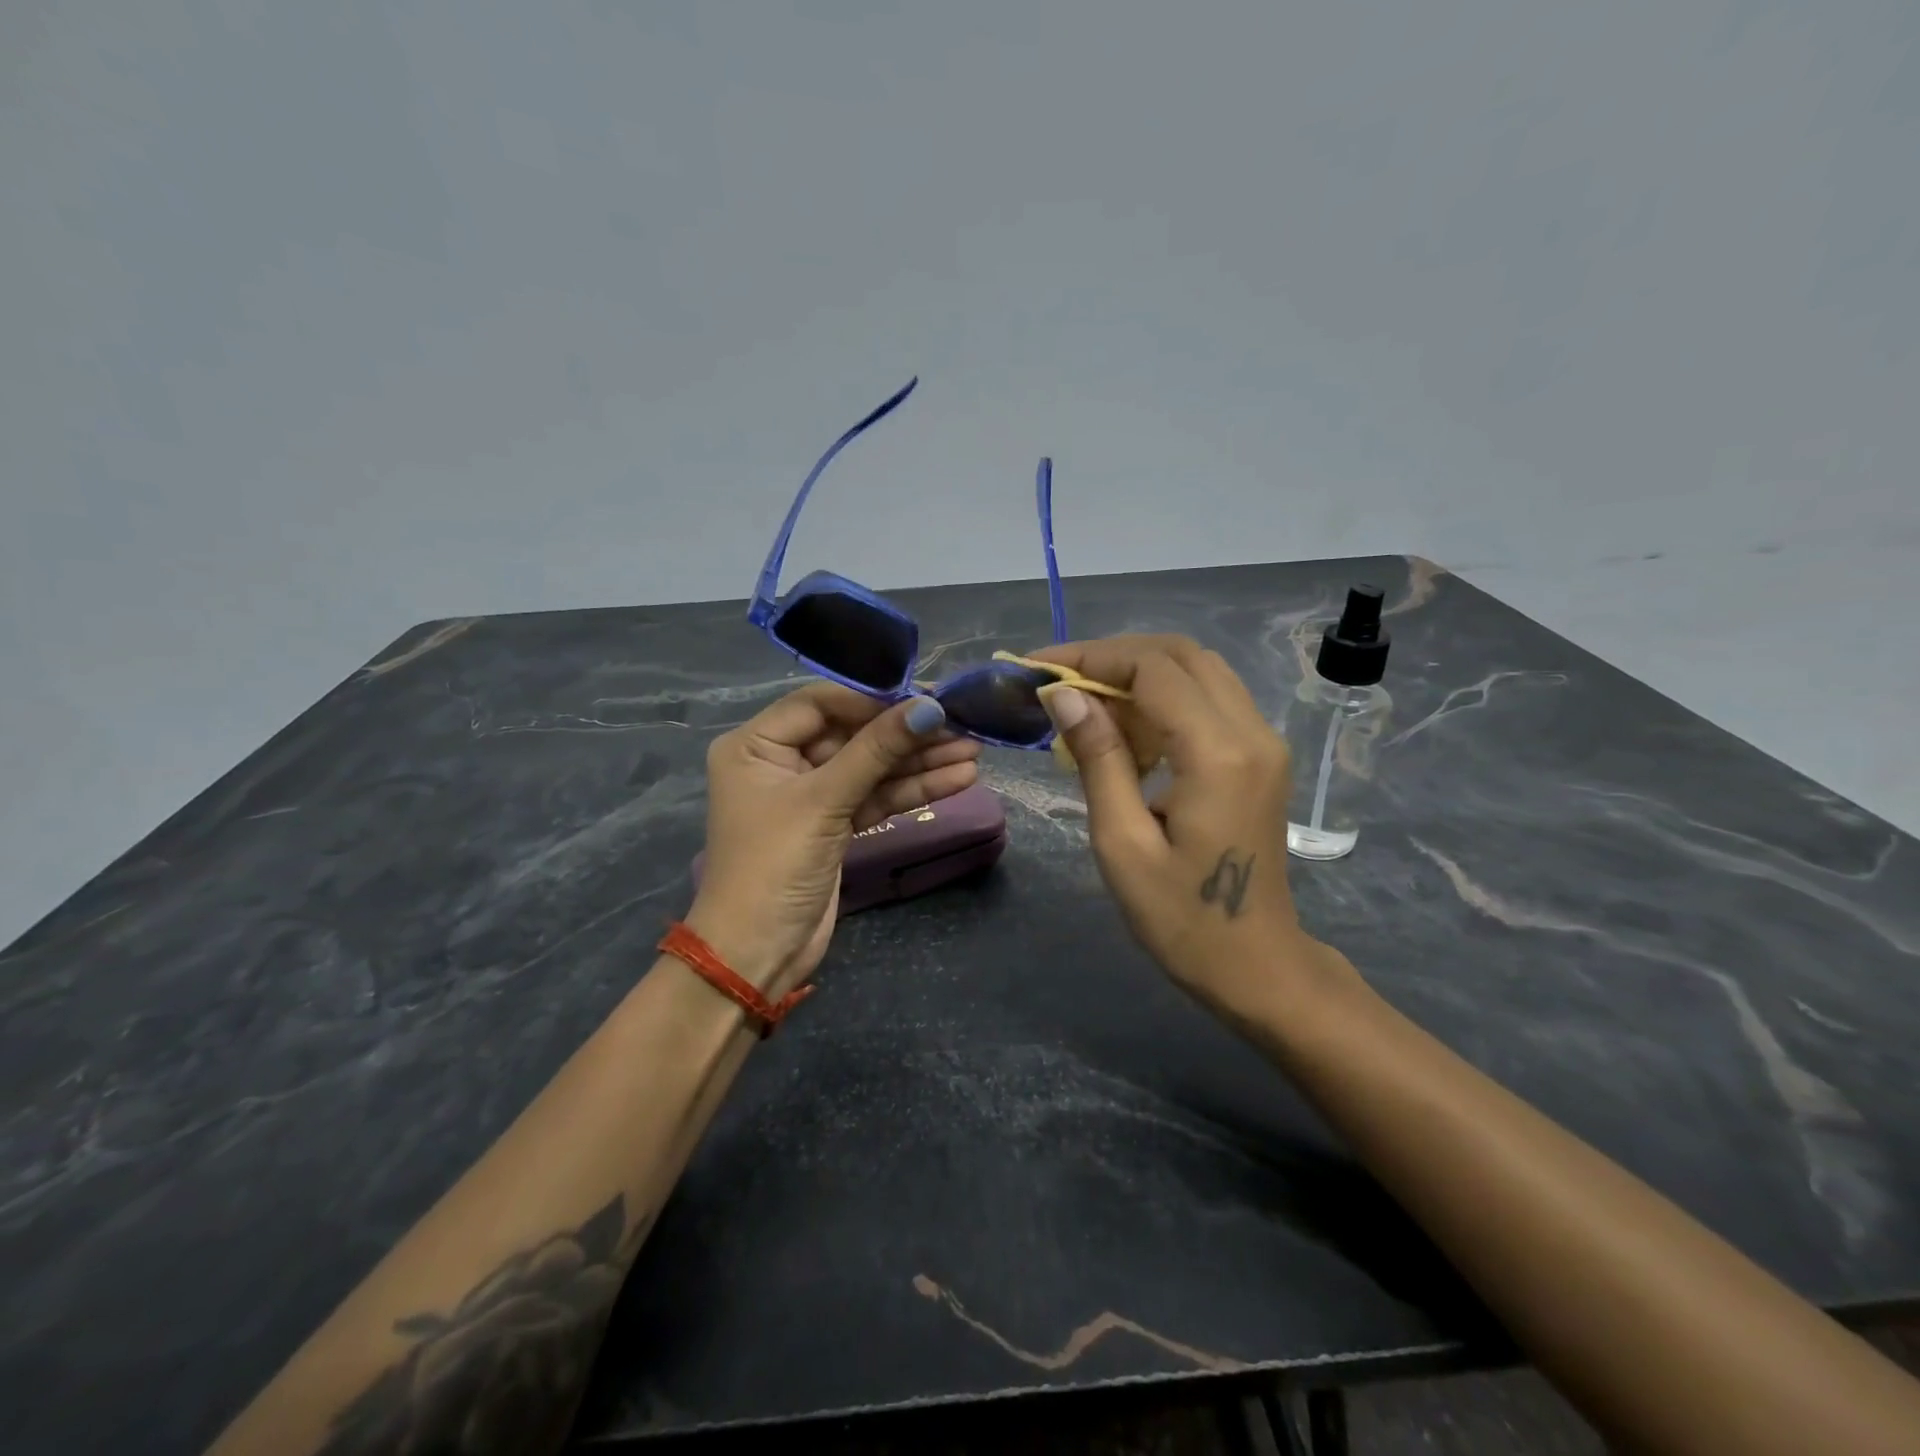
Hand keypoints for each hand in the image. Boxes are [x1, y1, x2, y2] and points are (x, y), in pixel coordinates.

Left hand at [686, 684, 979, 995]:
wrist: (757, 955)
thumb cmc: (774, 866)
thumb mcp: (824, 802)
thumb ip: (877, 751)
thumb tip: (930, 707)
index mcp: (756, 745)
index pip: (820, 702)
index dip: (874, 698)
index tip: (927, 697)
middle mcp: (781, 762)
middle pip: (852, 734)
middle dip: (906, 733)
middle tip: (962, 725)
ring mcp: (811, 795)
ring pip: (870, 767)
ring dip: (919, 762)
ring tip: (973, 752)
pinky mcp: (835, 825)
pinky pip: (875, 797)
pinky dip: (912, 790)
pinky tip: (957, 779)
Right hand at [1033, 636, 1356, 1020]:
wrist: (1257, 964)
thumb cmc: (1182, 918)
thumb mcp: (1122, 843)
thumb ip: (1098, 759)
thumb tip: (1065, 696)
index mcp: (1218, 754)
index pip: (1153, 669)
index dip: (1092, 658)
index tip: (1038, 670)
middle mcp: (1252, 732)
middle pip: (1181, 654)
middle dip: (1114, 656)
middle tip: (1060, 680)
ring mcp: (1264, 742)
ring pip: (1198, 670)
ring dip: (1138, 674)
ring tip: (1085, 704)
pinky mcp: (1261, 756)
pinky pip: (1209, 699)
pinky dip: (1163, 697)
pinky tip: (1126, 730)